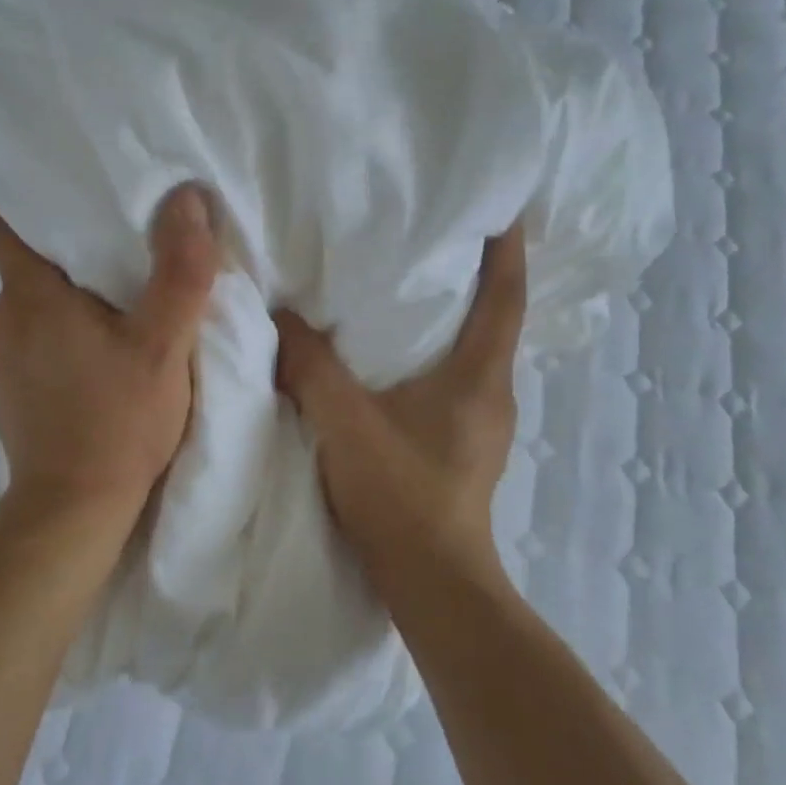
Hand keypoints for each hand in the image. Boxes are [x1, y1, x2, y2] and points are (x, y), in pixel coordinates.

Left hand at [0, 187, 219, 532]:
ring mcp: (0, 360)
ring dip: (66, 296)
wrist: (73, 510)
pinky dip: (59, 334)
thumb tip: (188, 199)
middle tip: (120, 241)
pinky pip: (32, 342)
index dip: (33, 195)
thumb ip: (180, 272)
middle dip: (69, 246)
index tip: (72, 185)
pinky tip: (94, 354)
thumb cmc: (118, 421)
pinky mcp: (9, 393)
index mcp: (30, 296)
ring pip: (32, 305)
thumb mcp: (163, 346)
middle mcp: (3, 320)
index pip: (6, 221)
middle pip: (27, 262)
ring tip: (113, 298)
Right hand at [273, 226, 526, 593]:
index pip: (505, 294)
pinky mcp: (462, 447)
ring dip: (449, 318)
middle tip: (433, 236)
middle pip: (492, 318)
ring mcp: (482, 425)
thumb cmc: (400, 494)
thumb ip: (310, 365)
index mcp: (481, 376)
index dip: (506, 246)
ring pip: (470, 353)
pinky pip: (452, 382)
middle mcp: (494, 393)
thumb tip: (279, 314)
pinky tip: (391, 359)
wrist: (430, 581)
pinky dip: (431, 357)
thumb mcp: (345, 422)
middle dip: (472, 275)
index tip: (498, 203)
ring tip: (407, 288)